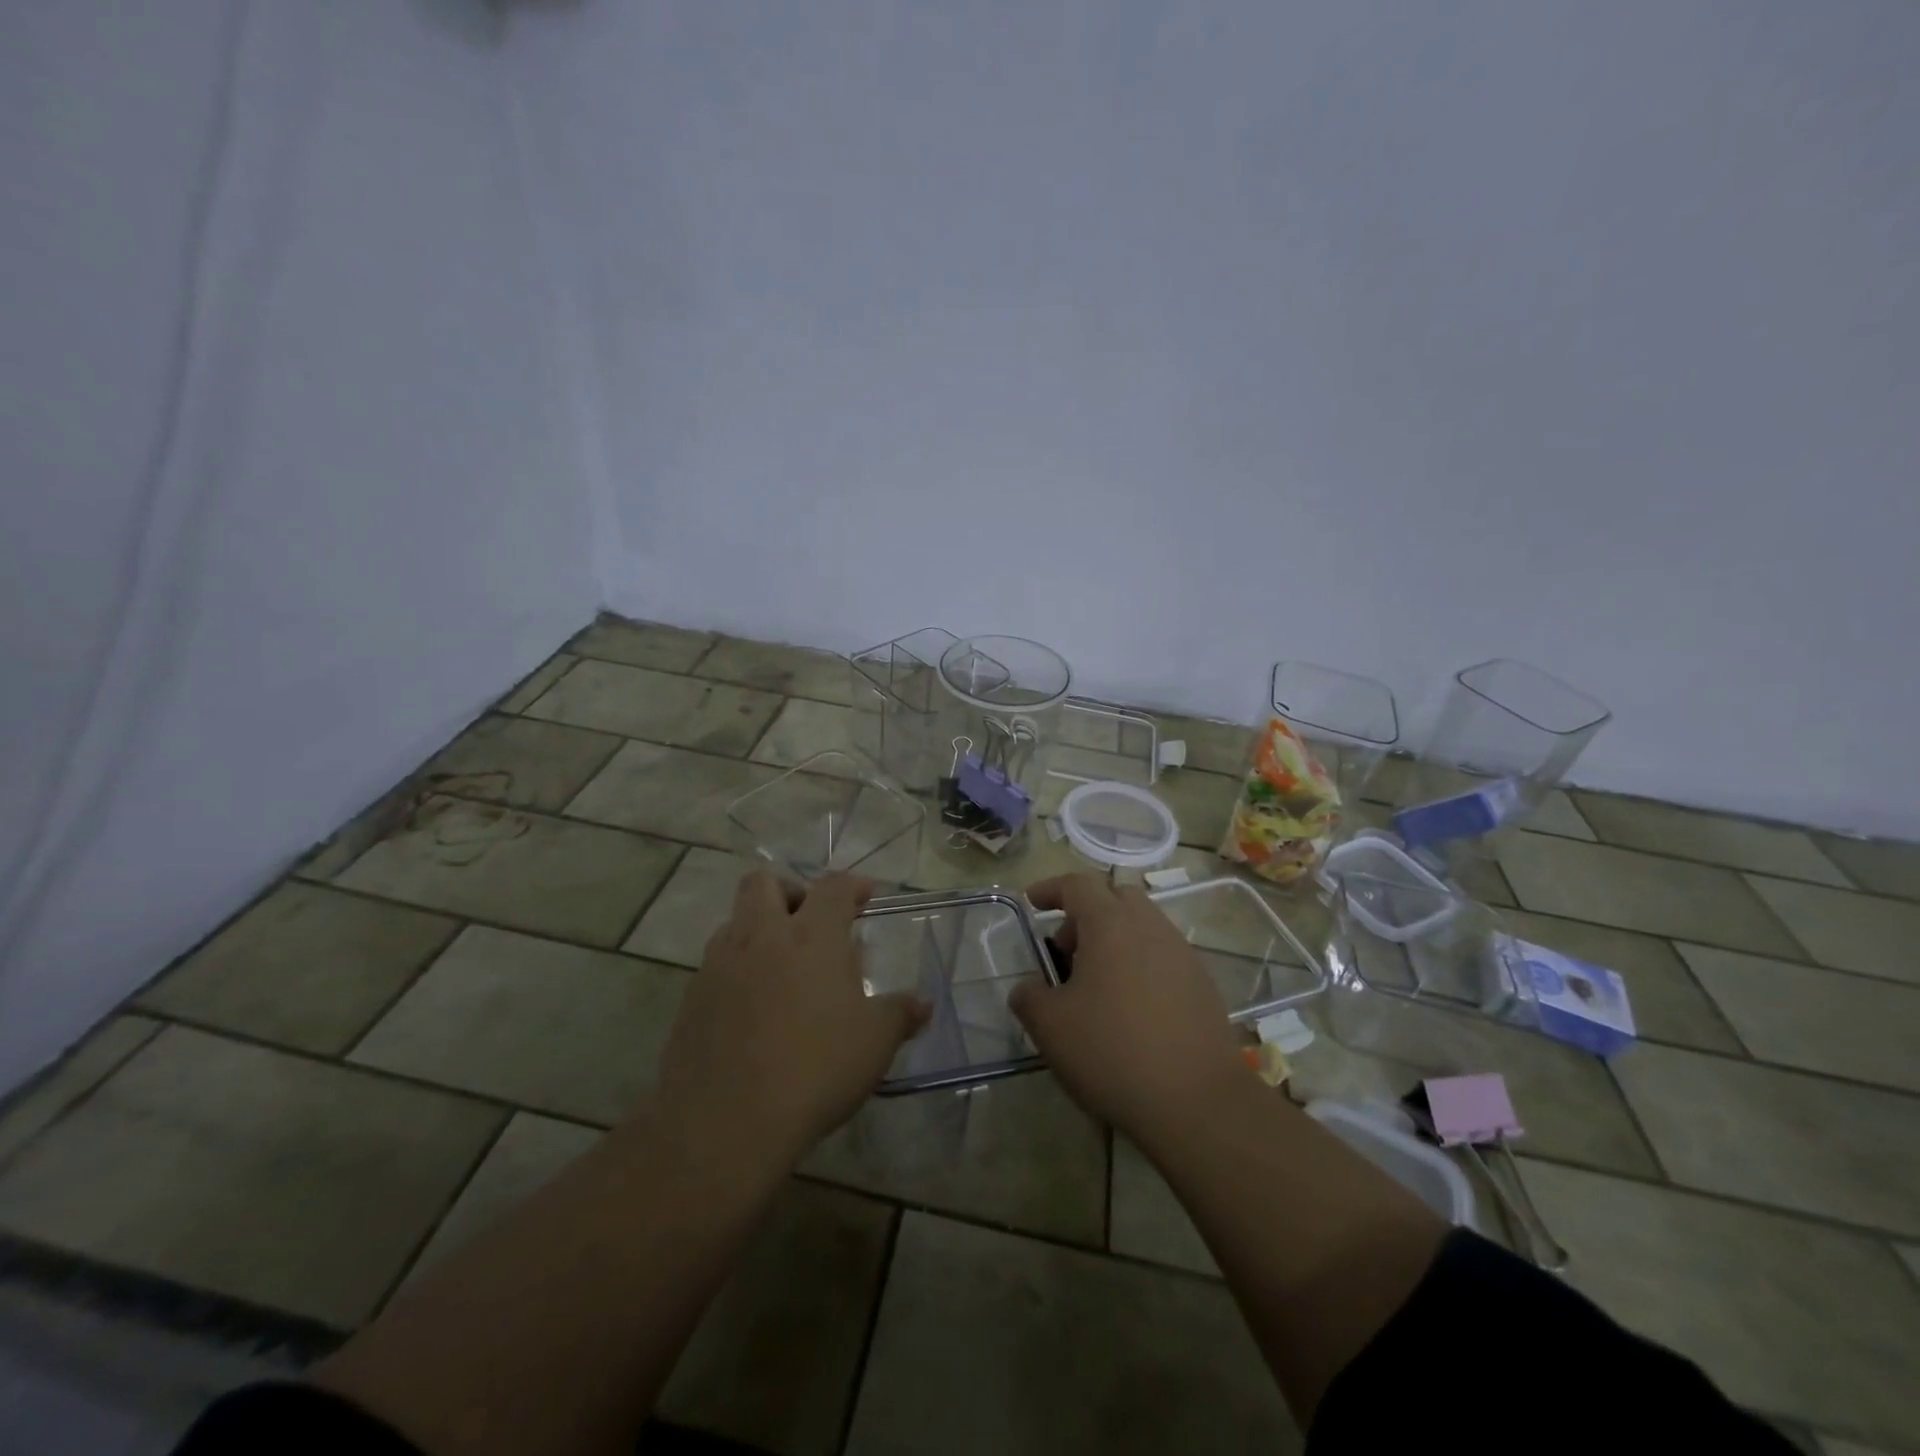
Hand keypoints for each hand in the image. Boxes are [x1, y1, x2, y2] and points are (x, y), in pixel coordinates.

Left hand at [654, 871, 929, 1165]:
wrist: (726, 1122)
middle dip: (789, 891)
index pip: (832, 888)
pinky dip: (737, 972)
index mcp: (810, 936)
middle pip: (763, 883)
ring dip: (758, 931)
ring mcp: (718, 966)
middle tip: (810, 923)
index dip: (851, 886)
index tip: (864, 896)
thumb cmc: (815, 1068)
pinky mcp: (691, 1000)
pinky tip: (754, 1010)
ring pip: (734, 923)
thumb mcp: (875, 1043)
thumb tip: (922, 1005)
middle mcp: (760, 937)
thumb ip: (900, 1015)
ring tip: (782, 969)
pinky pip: (715, 966)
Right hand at [1010, 874, 1249, 1147]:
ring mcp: (1182, 954)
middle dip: (1085, 913)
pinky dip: (1139, 963)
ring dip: (1114, 940)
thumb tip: (1028, 988)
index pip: (1077, 885)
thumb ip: (1029, 997)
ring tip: (1096, 985)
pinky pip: (1163, 955)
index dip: (1051, 888)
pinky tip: (1130, 1008)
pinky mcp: (1202, 983)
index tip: (1032, 902)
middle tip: (1065, 951)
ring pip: (1142, 926)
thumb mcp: (1051, 1027)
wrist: (1198, 1101)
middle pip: (1115, 897)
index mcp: (1111, 925)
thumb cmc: (1114, 1052)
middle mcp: (1150, 927)